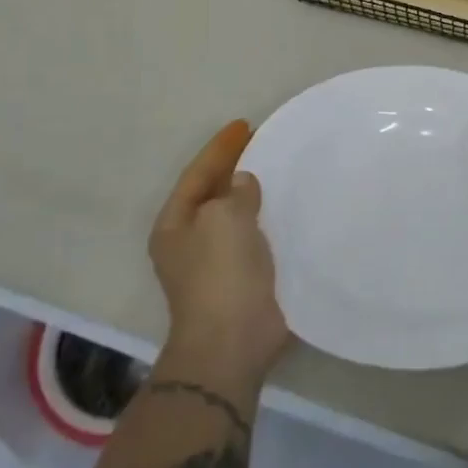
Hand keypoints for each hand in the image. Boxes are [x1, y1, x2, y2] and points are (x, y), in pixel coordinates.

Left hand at [150, 121, 291, 382]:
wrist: (232, 341)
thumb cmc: (220, 274)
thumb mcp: (223, 220)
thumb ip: (235, 193)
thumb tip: (243, 183)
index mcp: (175, 225)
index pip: (198, 174)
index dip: (220, 148)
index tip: (245, 125)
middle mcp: (191, 241)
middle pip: (214, 194)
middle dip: (236, 169)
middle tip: (265, 143)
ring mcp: (216, 263)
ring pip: (237, 216)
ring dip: (256, 195)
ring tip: (282, 170)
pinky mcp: (244, 279)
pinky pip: (257, 237)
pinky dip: (271, 220)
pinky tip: (292, 210)